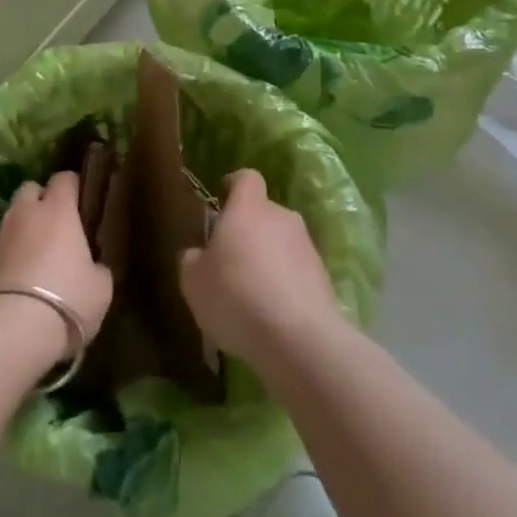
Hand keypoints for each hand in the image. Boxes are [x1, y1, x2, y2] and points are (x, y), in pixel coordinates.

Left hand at [0, 171, 114, 349]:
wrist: (9, 332)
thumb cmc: (66, 300)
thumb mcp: (100, 288)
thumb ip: (97, 267)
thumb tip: (92, 266)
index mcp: (58, 209)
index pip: (64, 178)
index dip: (73, 187)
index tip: (82, 203)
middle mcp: (24, 213)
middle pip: (29, 189)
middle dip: (40, 201)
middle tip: (54, 227)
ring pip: (10, 220)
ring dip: (21, 231)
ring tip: (33, 259)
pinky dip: (5, 259)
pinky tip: (14, 283)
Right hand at [180, 168, 342, 367]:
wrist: (299, 338)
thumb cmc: (236, 296)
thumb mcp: (193, 281)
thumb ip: (192, 259)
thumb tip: (199, 254)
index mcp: (248, 207)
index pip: (246, 178)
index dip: (233, 185)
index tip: (221, 200)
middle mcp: (282, 217)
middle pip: (264, 213)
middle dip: (248, 231)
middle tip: (229, 261)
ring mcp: (307, 247)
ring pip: (282, 244)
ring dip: (268, 261)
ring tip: (251, 296)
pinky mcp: (324, 279)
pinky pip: (297, 273)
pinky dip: (284, 286)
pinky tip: (271, 316)